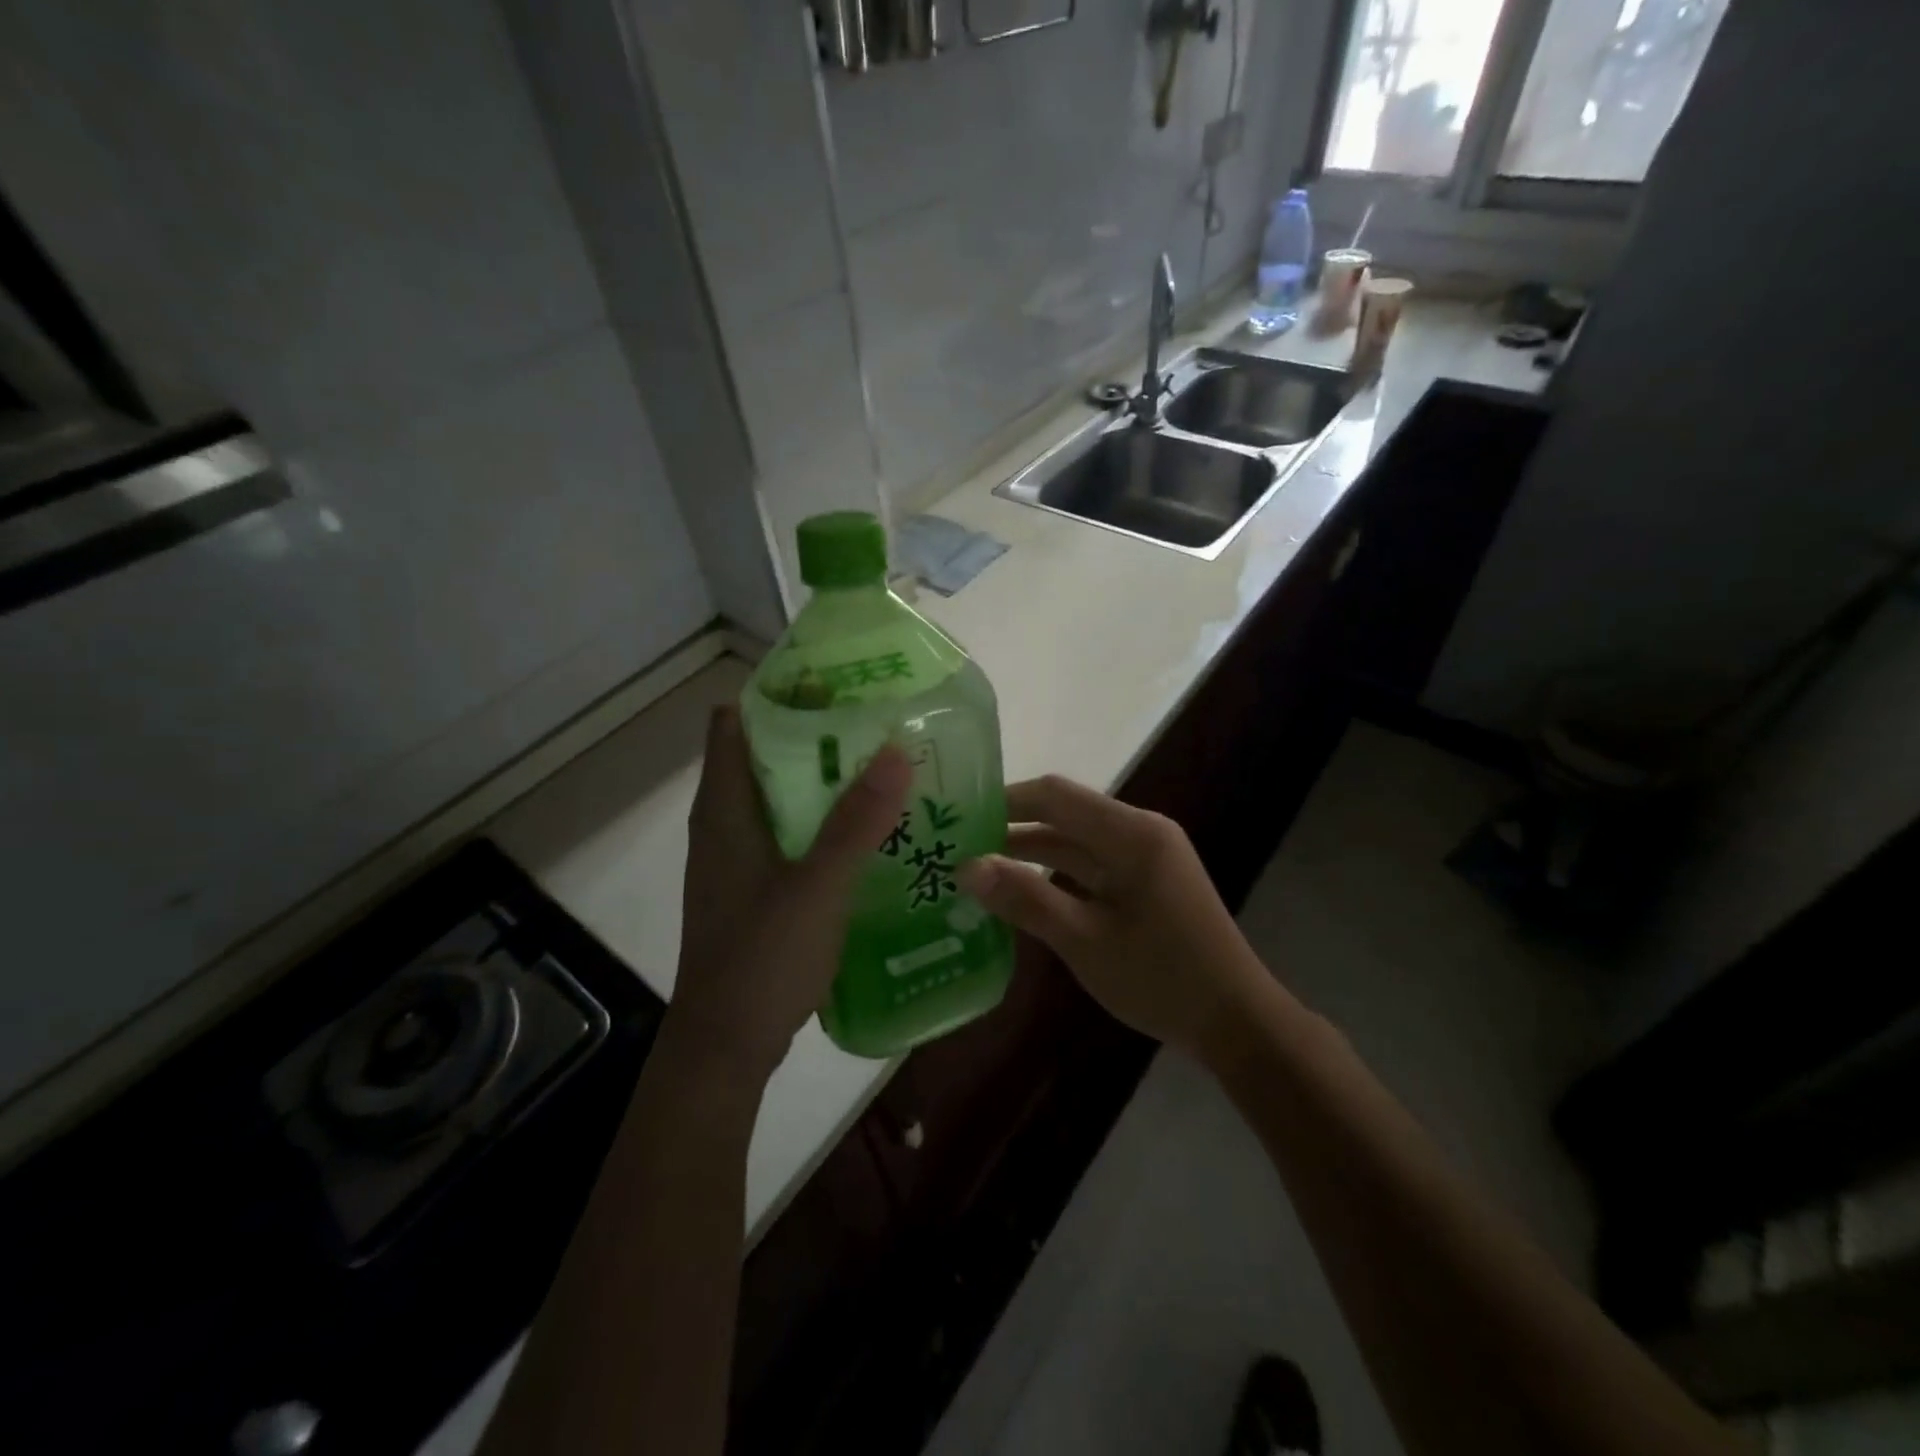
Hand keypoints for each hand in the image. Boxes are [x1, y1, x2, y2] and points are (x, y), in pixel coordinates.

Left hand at [670, 705, 911, 1084]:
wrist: (725, 1046)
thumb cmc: (761, 959)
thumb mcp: (817, 886)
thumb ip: (857, 821)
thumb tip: (897, 749)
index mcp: (724, 809)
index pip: (734, 723)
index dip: (777, 695)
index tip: (834, 685)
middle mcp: (725, 824)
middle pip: (764, 756)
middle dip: (817, 736)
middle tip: (878, 725)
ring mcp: (739, 858)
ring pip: (782, 798)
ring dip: (825, 781)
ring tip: (885, 770)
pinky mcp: (756, 887)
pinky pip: (791, 834)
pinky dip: (824, 822)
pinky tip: (870, 832)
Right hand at [956, 776, 1271, 1059]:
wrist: (1236, 1022)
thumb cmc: (1162, 978)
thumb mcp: (1085, 941)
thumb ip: (1026, 899)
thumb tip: (966, 867)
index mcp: (1131, 834)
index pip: (1056, 795)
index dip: (1005, 801)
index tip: (958, 817)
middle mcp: (1140, 832)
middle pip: (1065, 814)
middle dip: (1012, 827)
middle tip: (957, 845)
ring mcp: (1147, 857)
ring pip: (1077, 841)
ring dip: (1032, 852)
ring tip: (977, 869)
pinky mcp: (1148, 881)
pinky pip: (1093, 865)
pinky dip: (1057, 874)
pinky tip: (1022, 893)